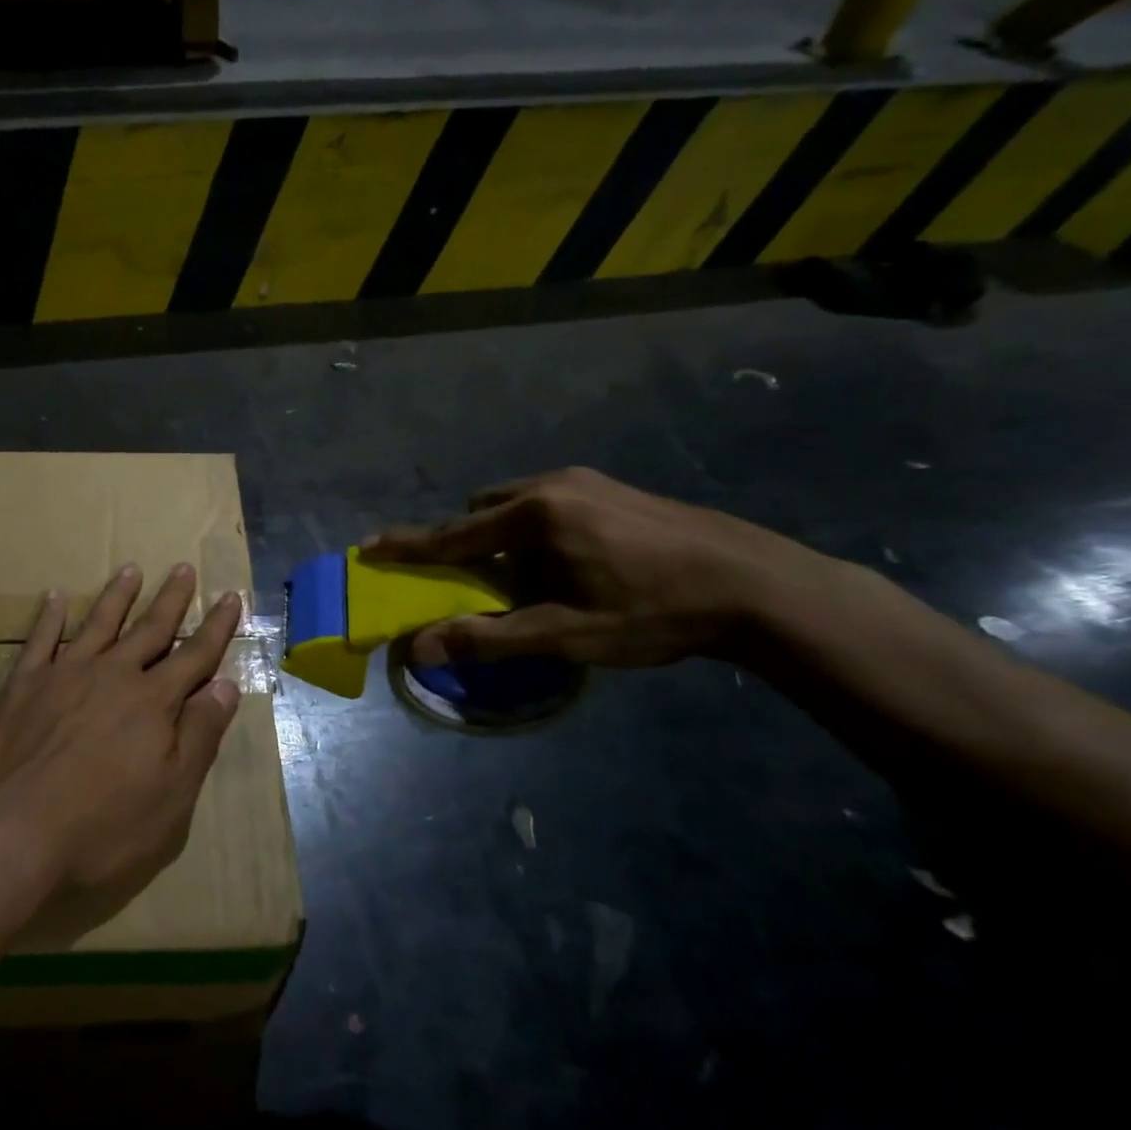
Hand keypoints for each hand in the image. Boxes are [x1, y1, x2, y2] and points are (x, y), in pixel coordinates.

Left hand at [0, 563, 242, 902]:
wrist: (10, 834)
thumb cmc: (102, 827)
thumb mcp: (172, 795)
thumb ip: (199, 736)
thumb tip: (226, 686)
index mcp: (153, 702)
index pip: (195, 656)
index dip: (217, 627)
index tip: (230, 597)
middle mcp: (113, 675)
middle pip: (150, 629)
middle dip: (171, 599)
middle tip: (183, 568)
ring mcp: (65, 675)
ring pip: (99, 623)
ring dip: (118, 595)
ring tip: (130, 569)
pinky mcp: (23, 685)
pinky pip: (40, 640)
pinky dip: (50, 616)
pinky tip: (55, 596)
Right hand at [363, 467, 827, 667]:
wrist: (761, 586)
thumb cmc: (654, 612)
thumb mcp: (565, 634)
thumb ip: (487, 638)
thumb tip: (417, 648)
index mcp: (535, 516)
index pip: (453, 534)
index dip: (408, 545)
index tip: (369, 546)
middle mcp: (553, 485)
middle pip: (483, 509)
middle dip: (468, 541)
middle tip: (479, 582)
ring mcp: (588, 481)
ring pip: (517, 503)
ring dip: (505, 535)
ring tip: (531, 578)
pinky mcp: (614, 488)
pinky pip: (550, 502)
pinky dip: (537, 529)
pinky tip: (573, 563)